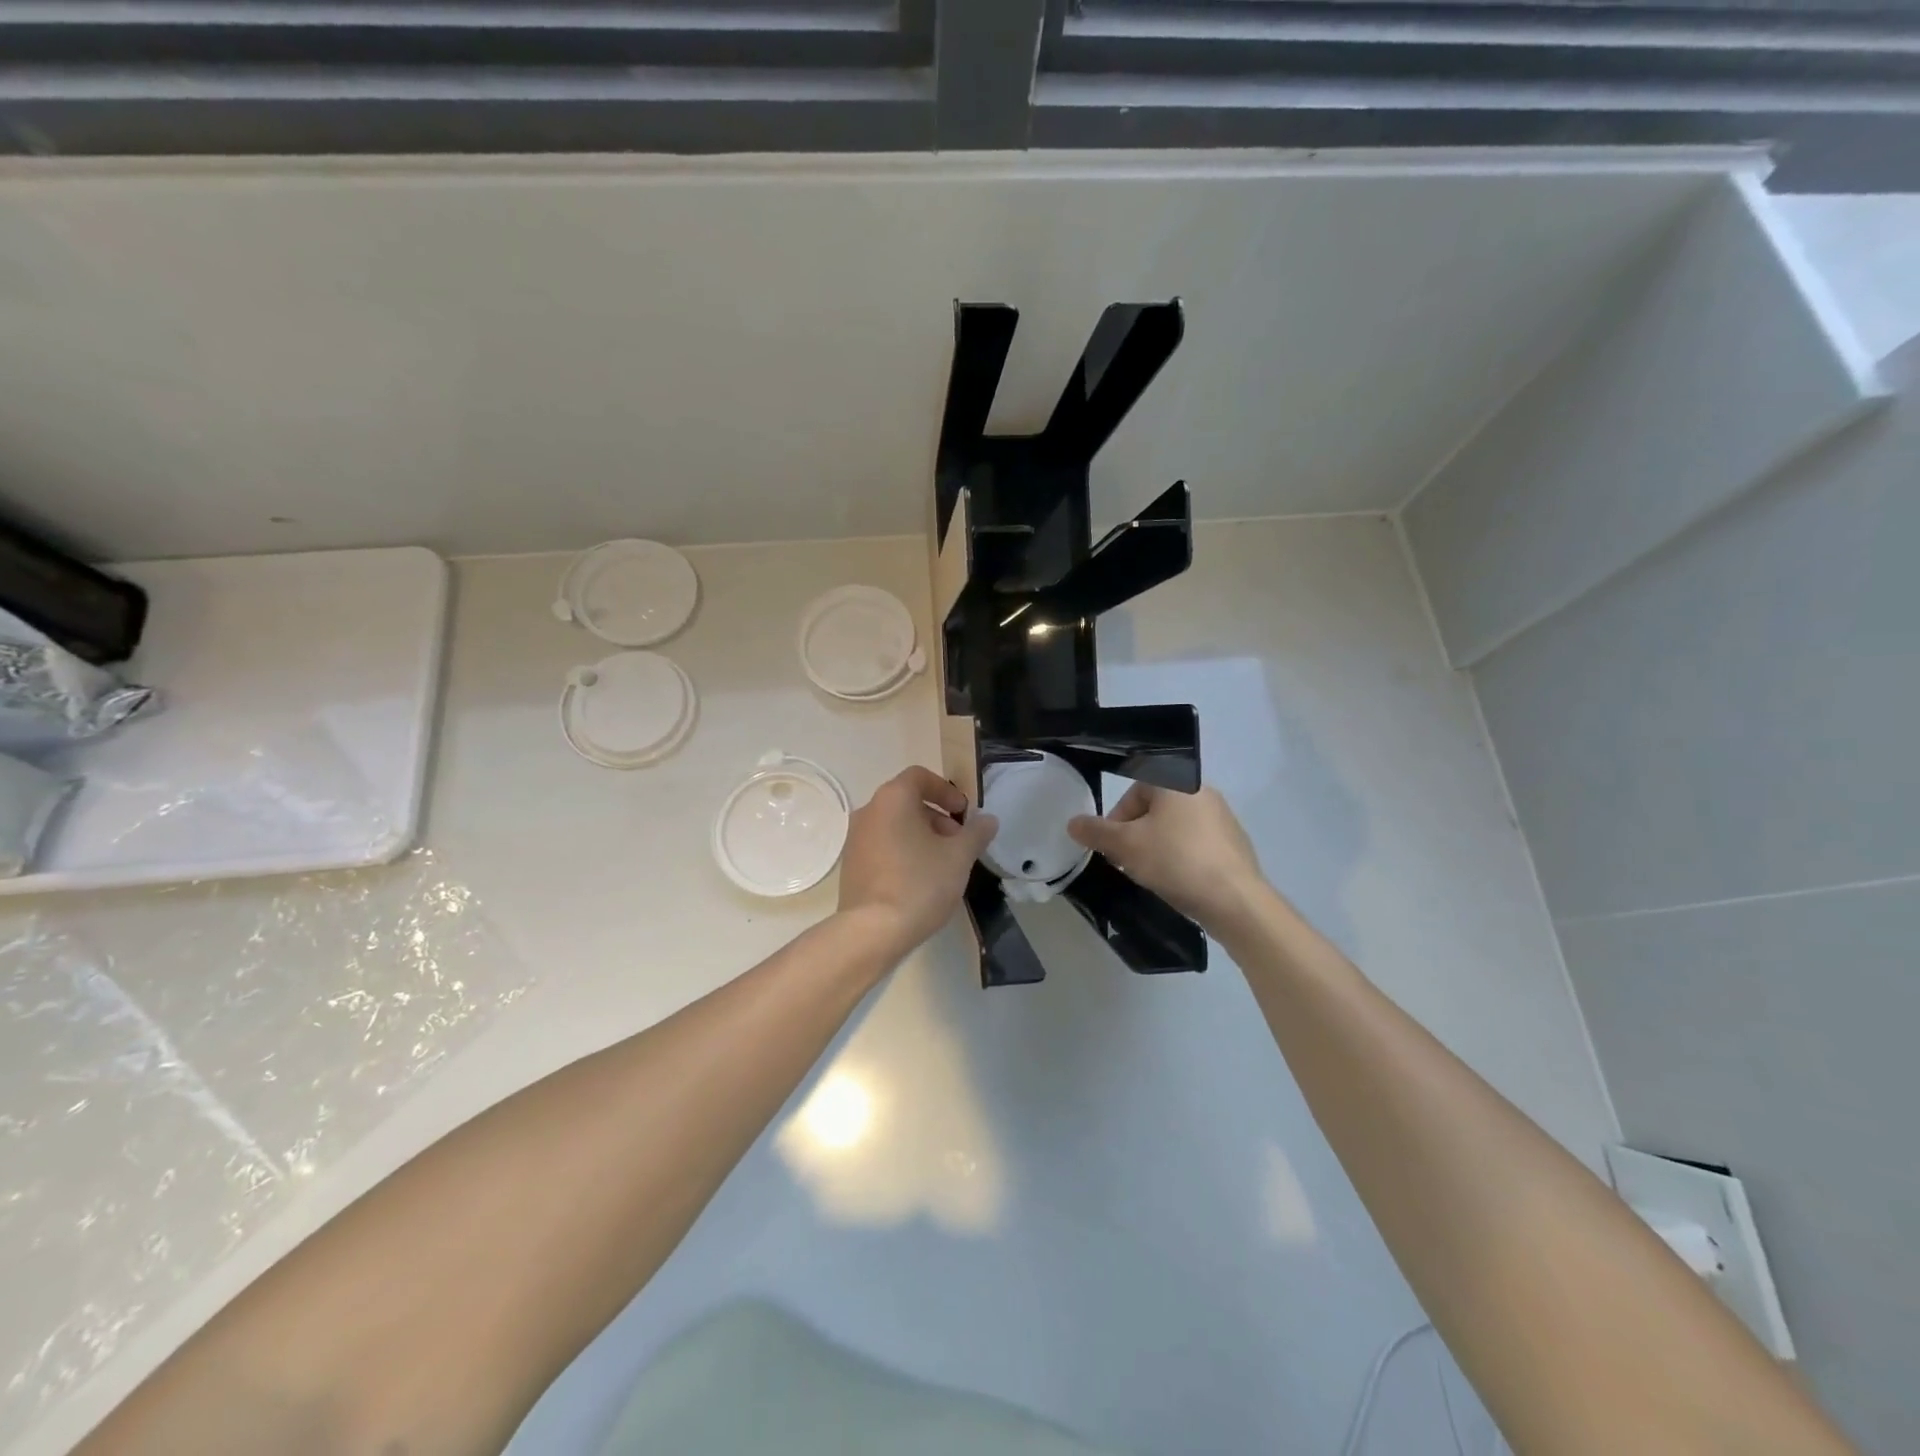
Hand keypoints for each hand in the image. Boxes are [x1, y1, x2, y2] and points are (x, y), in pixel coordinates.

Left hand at [838, 766, 997, 958]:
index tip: (963, 813)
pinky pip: (882, 845)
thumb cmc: (920, 883)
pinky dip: (903, 851)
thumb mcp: (959, 857)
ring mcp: (855, 838)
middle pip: (907, 801)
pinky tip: (919, 880)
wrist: (872, 931)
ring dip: (921, 836)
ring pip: (894, 825)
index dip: (946, 790)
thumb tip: (988, 820)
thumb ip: (976, 833)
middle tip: (958, 843)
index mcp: (892, 798)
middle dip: (937, 817)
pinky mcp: (850, 864)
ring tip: (942, 865)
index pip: (920, 776)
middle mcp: (868, 811)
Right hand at [1068, 784, 1264, 930]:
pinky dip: (1181, 858)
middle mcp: (1202, 792)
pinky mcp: (1235, 844)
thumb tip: (1072, 823)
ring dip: (1157, 847)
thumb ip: (1096, 832)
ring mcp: (1223, 818)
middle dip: (1135, 834)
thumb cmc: (1175, 861)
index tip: (1112, 845)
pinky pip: (1196, 844)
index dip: (1117, 817)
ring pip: (1175, 827)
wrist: (1235, 900)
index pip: (1135, 788)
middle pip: (1155, 809)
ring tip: (1151, 875)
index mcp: (1177, 783)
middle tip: (1127, 862)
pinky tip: (1178, 882)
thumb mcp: (1125, 846)